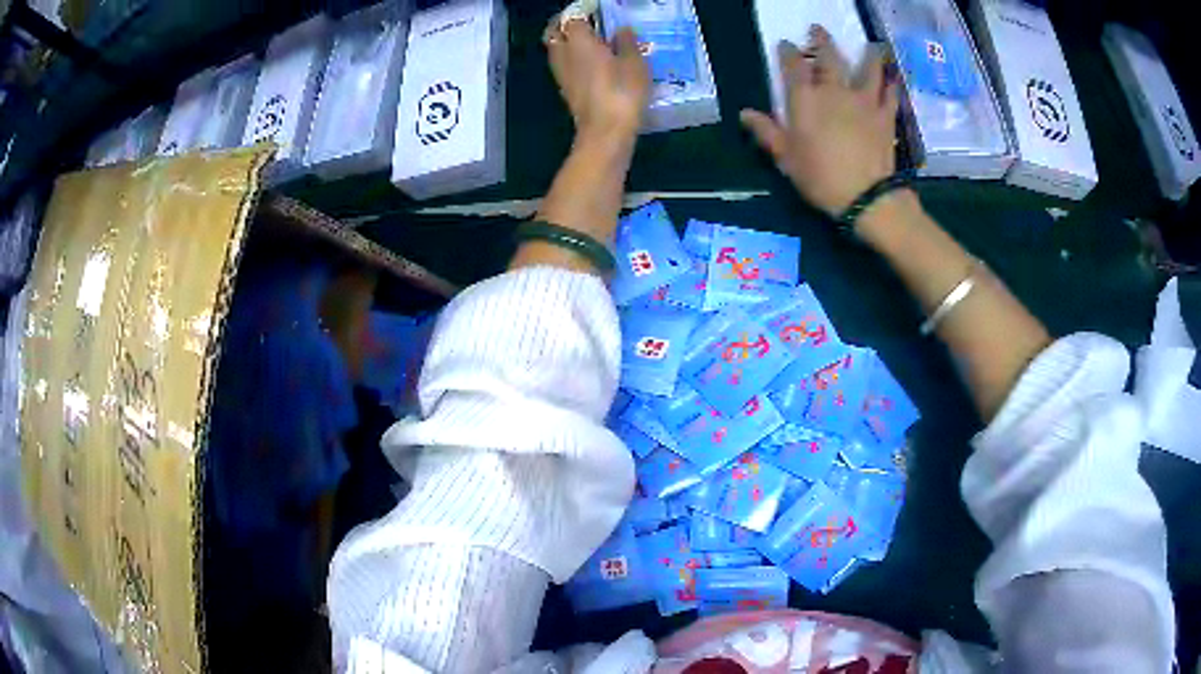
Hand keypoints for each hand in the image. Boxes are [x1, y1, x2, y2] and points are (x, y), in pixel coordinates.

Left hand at [544, 17, 650, 142]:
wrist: (606, 131)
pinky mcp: (566, 90)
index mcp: (579, 40)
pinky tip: (591, 63)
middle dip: (564, 24)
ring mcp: (561, 74)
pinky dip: (572, 59)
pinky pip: (563, 65)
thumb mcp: (634, 62)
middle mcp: (563, 54)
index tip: (596, 11)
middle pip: (554, 32)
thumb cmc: (622, 91)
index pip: (571, 17)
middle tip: (586, 23)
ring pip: (556, 49)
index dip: (582, 11)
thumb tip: (621, 30)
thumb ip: (626, 42)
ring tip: (590, 42)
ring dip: (567, 42)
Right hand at [741, 26, 899, 217]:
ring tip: (871, 45)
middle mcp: (834, 91)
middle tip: (818, 29)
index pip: (793, 66)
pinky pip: (889, 95)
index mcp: (805, 100)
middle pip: (828, 59)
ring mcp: (863, 102)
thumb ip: (766, 132)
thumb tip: (744, 113)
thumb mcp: (786, 158)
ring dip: (868, 55)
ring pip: (866, 70)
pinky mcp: (885, 116)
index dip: (788, 52)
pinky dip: (891, 85)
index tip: (786, 44)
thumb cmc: (820, 178)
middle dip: (822, 41)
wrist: (866, 196)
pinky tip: (893, 78)